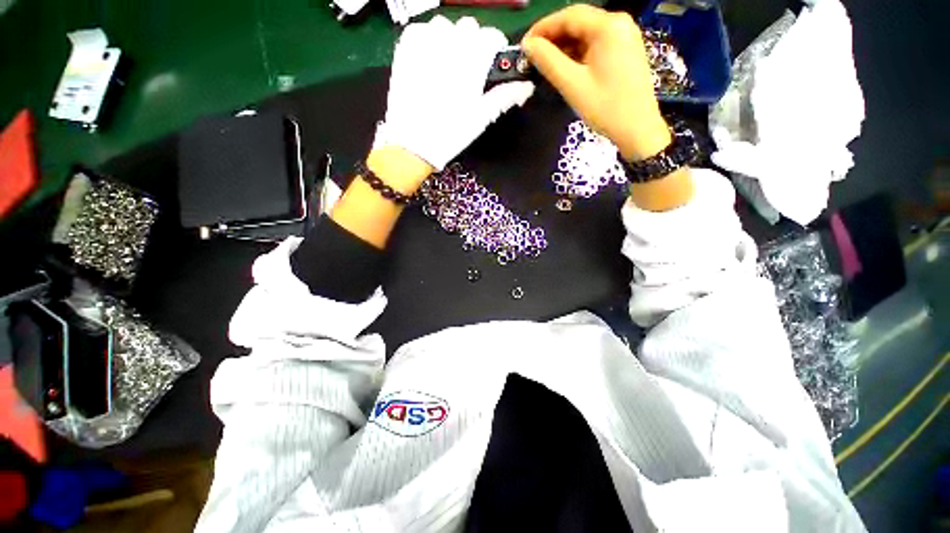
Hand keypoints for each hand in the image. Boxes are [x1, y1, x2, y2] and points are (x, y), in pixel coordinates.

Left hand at [375, 15, 534, 171]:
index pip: (492, 36)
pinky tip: (428, 61)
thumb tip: (526, 86)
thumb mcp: (481, 118)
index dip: (495, 49)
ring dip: (449, 40)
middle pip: (469, 27)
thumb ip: (504, 96)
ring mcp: (424, 43)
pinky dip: (427, 40)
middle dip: (473, 44)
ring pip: (443, 26)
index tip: (491, 65)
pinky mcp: (404, 49)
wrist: (412, 144)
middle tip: (468, 71)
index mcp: (472, 61)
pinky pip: (420, 30)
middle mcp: (449, 44)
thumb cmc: (450, 134)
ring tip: (446, 66)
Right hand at [522, 5, 670, 161]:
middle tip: (533, 56)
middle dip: (553, 37)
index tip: (524, 45)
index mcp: (608, 26)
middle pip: (579, 22)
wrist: (637, 129)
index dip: (543, 28)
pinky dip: (578, 53)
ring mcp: (625, 36)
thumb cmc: (605, 107)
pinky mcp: (625, 50)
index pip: (569, 16)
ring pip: (587, 34)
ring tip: (546, 64)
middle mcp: (619, 23)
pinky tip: (566, 67)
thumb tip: (528, 46)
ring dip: (565, 46)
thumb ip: (549, 62)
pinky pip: (596, 44)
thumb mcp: (573, 85)